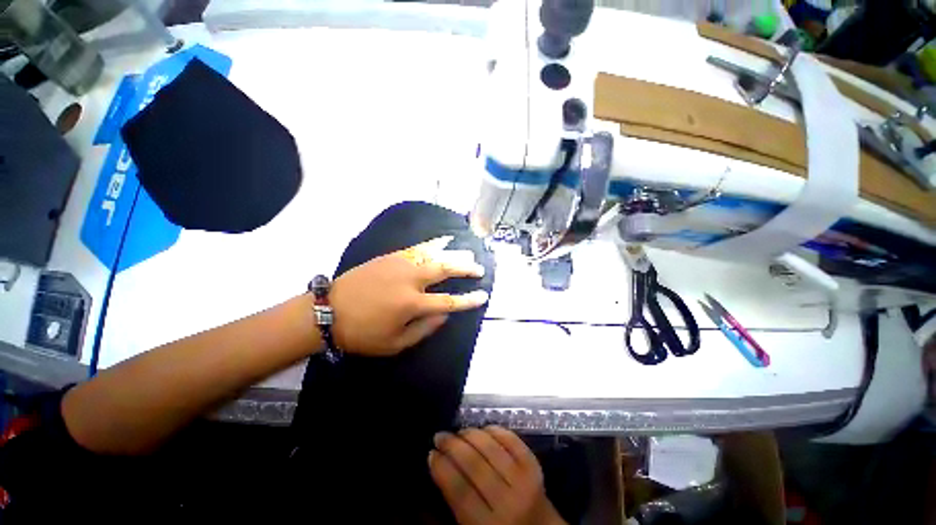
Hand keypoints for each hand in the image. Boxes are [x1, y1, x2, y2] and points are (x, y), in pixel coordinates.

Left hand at [329, 236, 488, 355]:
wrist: (329, 311)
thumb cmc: (362, 333)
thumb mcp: (395, 343)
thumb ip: (424, 329)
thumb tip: (445, 315)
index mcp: (412, 304)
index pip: (448, 301)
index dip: (468, 299)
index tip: (483, 296)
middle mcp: (410, 280)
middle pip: (445, 269)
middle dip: (466, 268)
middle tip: (479, 268)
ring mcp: (400, 264)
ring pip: (434, 254)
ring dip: (454, 253)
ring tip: (469, 253)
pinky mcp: (391, 256)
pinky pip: (418, 247)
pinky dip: (434, 243)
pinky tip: (444, 240)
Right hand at [429, 426, 565, 524]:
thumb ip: (449, 512)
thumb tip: (429, 480)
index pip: (459, 490)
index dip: (442, 467)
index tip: (431, 453)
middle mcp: (507, 502)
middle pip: (474, 464)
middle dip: (452, 445)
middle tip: (440, 436)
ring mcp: (523, 481)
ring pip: (491, 447)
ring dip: (471, 434)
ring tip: (459, 432)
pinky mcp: (534, 466)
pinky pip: (512, 441)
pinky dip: (496, 430)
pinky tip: (484, 429)